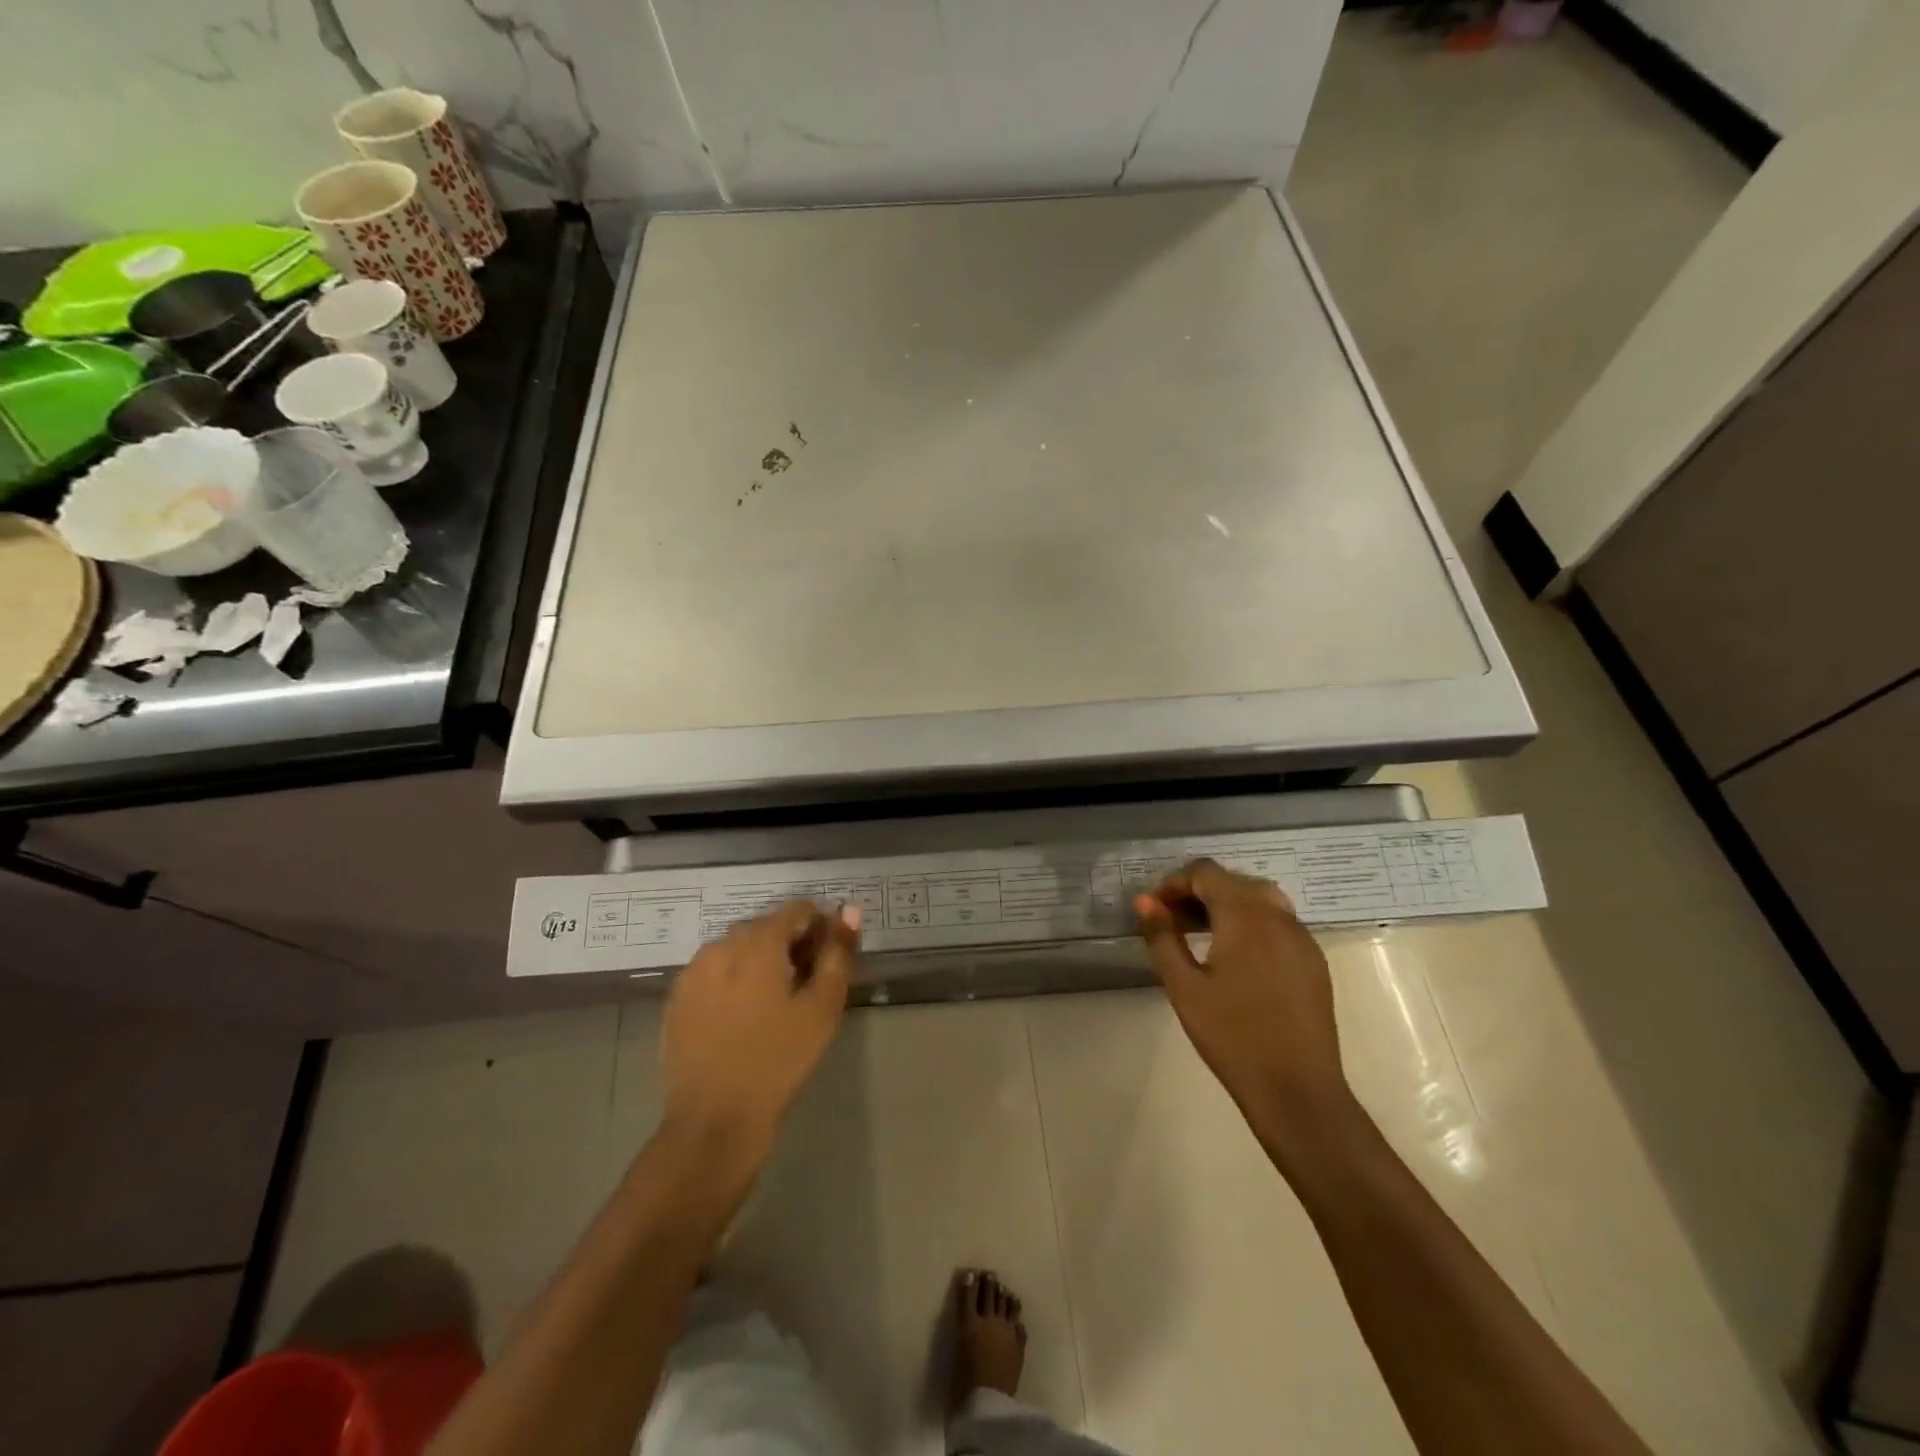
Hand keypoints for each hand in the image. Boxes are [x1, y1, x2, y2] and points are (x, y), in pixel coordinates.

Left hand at [661, 901, 859, 1163]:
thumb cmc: (778, 1061)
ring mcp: (693, 971)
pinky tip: (743, 1014)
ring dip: (760, 959)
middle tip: (807, 983)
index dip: (819, 928)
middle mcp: (721, 945)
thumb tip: (849, 911)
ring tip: (775, 1000)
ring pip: (737, 948)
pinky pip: (714, 972)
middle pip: (765, 926)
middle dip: (790, 943)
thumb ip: (838, 954)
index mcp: (758, 942)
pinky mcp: (677, 998)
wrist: (714, 1120)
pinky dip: (733, 979)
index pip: (797, 910)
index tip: (829, 959)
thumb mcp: (822, 1009)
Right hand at [1135, 859, 1348, 1127]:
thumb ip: (1162, 936)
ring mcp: (1302, 937)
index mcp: (1245, 915)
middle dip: (1200, 891)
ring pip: (1260, 898)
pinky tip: (1236, 956)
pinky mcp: (1314, 960)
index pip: (1206, 872)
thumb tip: (1144, 901)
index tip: (1154, 908)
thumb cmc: (1232, 1036)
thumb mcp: (1183, 986)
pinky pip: (1279, 922)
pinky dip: (1252, 922)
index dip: (1175, 882)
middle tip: (1172, 920)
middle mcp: (1279, 915)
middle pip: (1234, 880)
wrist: (1297, 1090)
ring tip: (1201, 934)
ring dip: (1227, 904)